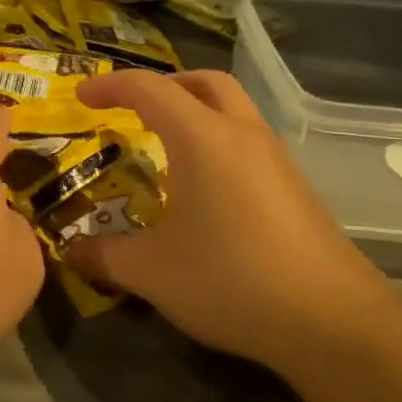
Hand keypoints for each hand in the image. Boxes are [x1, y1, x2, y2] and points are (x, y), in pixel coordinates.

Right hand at [71, 69, 391, 374]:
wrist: (332, 319)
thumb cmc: (231, 280)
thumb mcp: (153, 272)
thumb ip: (105, 256)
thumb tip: (70, 251)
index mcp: (202, 138)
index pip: (149, 89)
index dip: (111, 85)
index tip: (83, 95)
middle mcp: (242, 134)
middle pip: (202, 82)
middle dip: (163, 86)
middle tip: (134, 111)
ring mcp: (276, 158)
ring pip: (233, 109)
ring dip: (197, 112)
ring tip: (167, 150)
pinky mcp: (297, 186)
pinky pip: (249, 141)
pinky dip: (219, 142)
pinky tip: (207, 191)